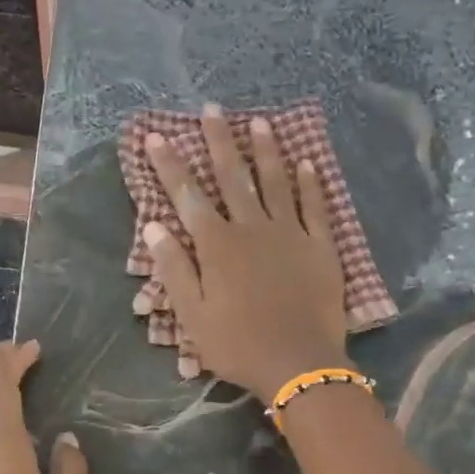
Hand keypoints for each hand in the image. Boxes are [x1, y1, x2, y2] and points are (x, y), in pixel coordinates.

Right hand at [144, 106, 349, 397]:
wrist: (299, 364)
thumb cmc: (238, 345)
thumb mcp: (193, 316)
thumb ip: (175, 269)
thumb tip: (154, 226)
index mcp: (218, 246)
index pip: (188, 196)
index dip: (170, 165)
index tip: (155, 136)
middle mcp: (252, 228)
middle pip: (232, 177)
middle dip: (218, 141)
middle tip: (211, 109)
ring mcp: (290, 233)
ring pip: (275, 182)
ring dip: (265, 150)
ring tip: (258, 122)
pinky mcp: (320, 246)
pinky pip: (315, 206)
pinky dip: (310, 183)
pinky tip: (307, 162)